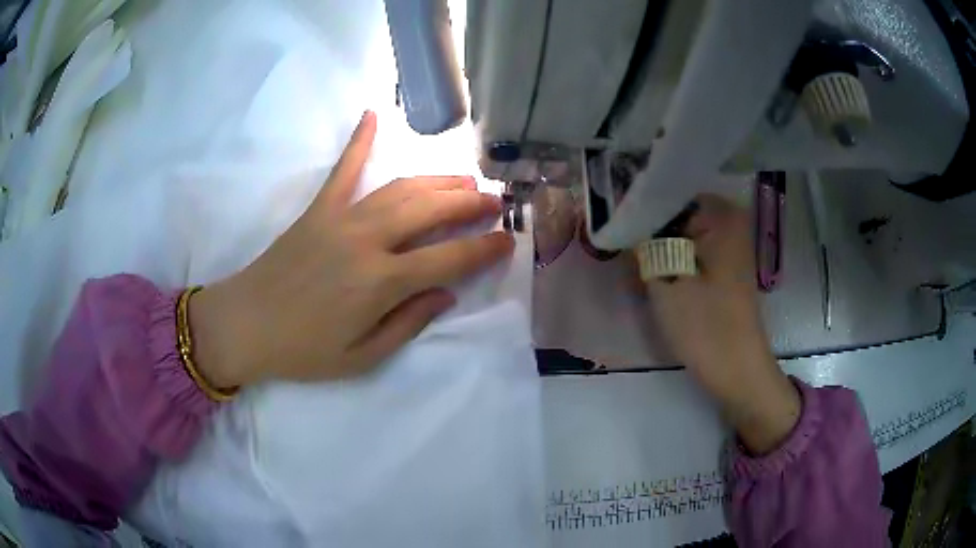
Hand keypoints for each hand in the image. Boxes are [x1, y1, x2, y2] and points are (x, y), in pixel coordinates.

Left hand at [188, 111, 513, 386]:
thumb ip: (408, 324)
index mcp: (381, 283)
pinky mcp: (318, 209)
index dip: (484, 249)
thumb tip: (446, 293)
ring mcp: (341, 218)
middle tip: (495, 201)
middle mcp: (368, 241)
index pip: (449, 258)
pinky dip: (359, 141)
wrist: (245, 325)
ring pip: (401, 188)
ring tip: (465, 178)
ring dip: (438, 180)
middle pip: (431, 211)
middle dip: (470, 204)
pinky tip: (372, 114)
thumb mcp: (363, 358)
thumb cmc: (303, 350)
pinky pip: (344, 169)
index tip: (508, 240)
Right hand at [643, 194, 799, 454]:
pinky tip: (652, 281)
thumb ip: (639, 243)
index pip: (666, 193)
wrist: (737, 371)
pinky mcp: (723, 266)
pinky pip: (689, 252)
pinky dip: (670, 262)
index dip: (636, 208)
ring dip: (655, 250)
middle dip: (645, 232)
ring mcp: (728, 244)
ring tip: (632, 272)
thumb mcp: (663, 281)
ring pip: (678, 234)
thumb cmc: (705, 326)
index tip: (611, 225)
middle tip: (620, 254)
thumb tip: (620, 221)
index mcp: (720, 214)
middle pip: (673, 213)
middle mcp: (728, 220)